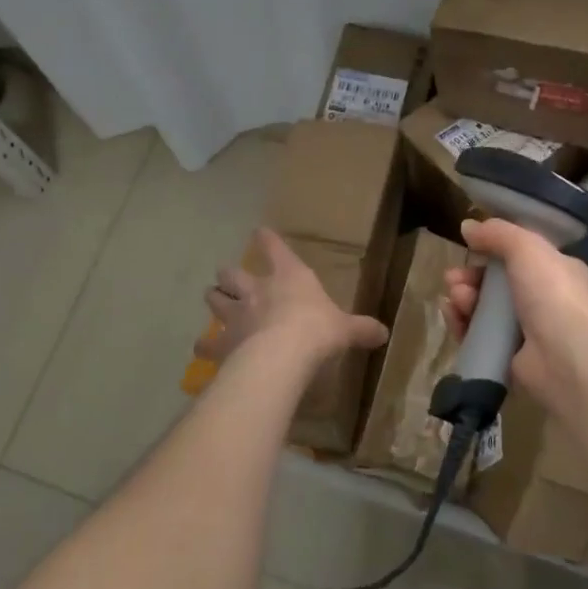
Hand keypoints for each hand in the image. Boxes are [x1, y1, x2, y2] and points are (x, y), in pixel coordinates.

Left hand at [197, 228, 388, 363]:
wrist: (281, 356)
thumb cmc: (316, 331)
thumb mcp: (345, 329)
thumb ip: (362, 329)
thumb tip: (384, 333)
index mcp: (288, 277)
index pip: (273, 247)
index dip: (266, 239)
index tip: (259, 232)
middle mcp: (256, 290)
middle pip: (231, 273)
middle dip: (229, 275)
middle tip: (229, 278)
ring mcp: (234, 315)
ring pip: (214, 299)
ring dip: (215, 300)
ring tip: (215, 303)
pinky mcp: (222, 343)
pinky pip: (207, 344)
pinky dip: (205, 346)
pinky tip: (203, 350)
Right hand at [442, 217, 587, 406]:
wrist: (567, 357)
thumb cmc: (553, 294)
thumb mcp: (527, 248)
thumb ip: (497, 233)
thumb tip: (467, 226)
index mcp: (557, 272)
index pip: (520, 257)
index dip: (492, 251)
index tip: (470, 248)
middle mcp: (544, 301)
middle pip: (497, 285)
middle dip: (471, 277)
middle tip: (452, 278)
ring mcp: (527, 332)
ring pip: (485, 310)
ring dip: (464, 299)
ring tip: (455, 297)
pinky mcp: (509, 358)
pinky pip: (479, 337)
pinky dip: (462, 325)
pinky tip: (452, 315)